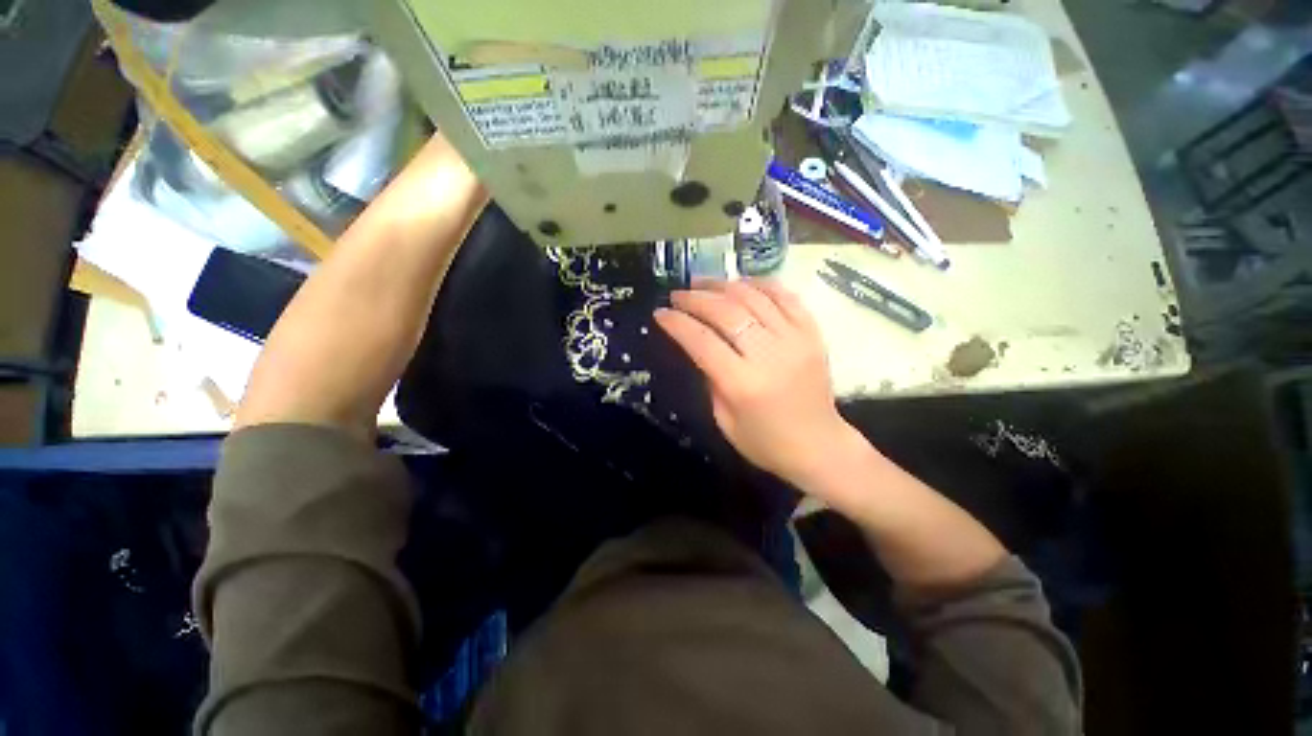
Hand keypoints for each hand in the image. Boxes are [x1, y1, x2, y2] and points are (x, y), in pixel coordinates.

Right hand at [654, 279, 851, 487]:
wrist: (820, 447)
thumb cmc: (765, 442)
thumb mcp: (724, 420)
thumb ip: (710, 379)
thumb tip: (699, 345)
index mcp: (743, 384)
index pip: (702, 340)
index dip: (677, 323)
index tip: (661, 313)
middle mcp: (769, 356)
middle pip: (726, 312)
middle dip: (695, 299)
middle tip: (677, 295)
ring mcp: (795, 340)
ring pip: (754, 297)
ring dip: (723, 285)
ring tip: (702, 283)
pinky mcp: (813, 334)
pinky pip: (785, 297)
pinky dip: (760, 284)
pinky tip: (741, 284)